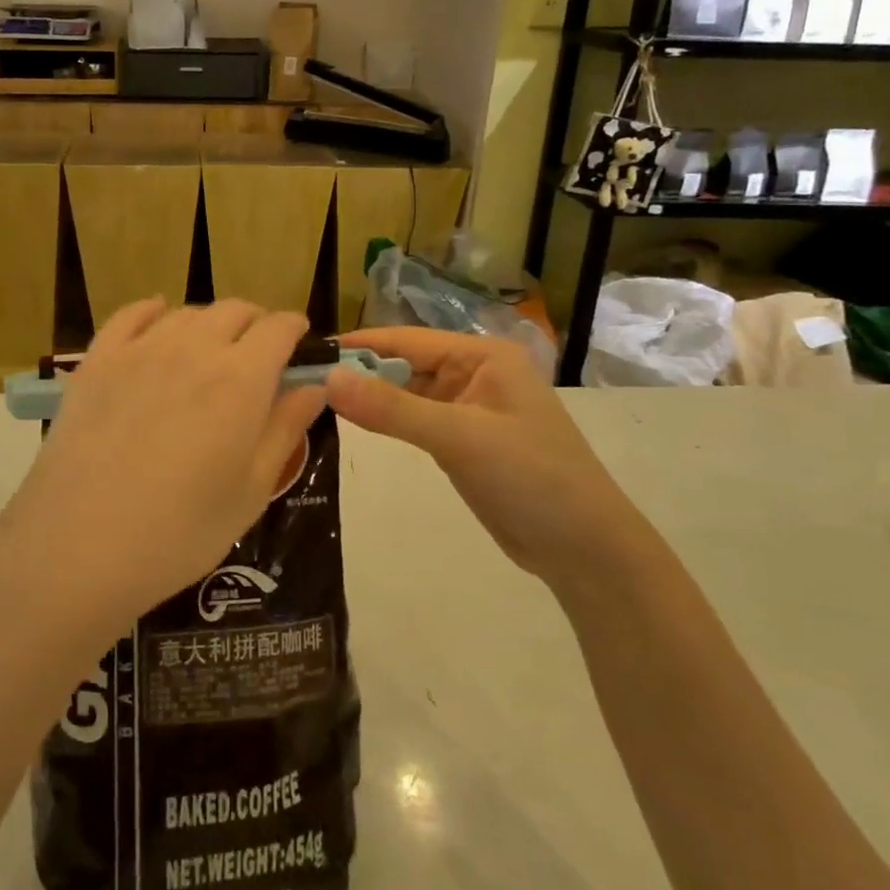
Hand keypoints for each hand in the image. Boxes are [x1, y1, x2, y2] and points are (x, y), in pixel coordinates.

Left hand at [0, 299, 326, 639]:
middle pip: (234, 310)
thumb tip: (315, 386)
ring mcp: (140, 349)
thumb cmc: (180, 531)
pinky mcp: (97, 360)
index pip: (278, 328)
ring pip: (186, 312)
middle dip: (255, 324)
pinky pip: (130, 315)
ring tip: (210, 350)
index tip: (299, 344)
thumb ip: (286, 429)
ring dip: (209, 323)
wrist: (79, 546)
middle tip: (257, 355)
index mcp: (241, 379)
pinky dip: (152, 311)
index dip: (294, 330)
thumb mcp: (251, 490)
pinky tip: (157, 320)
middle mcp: (194, 348)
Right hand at [325, 328, 643, 589]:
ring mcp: (470, 409)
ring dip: (371, 398)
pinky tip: (355, 424)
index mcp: (483, 356)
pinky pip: (416, 421)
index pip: (407, 340)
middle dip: (360, 372)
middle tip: (303, 381)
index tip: (309, 351)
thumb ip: (391, 408)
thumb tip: (328, 378)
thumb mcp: (459, 437)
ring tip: (317, 400)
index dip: (358, 344)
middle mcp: (476, 373)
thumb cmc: (531, 478)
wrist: (586, 550)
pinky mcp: (464, 442)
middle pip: (405, 364)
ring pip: (408, 393)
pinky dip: (388, 422)